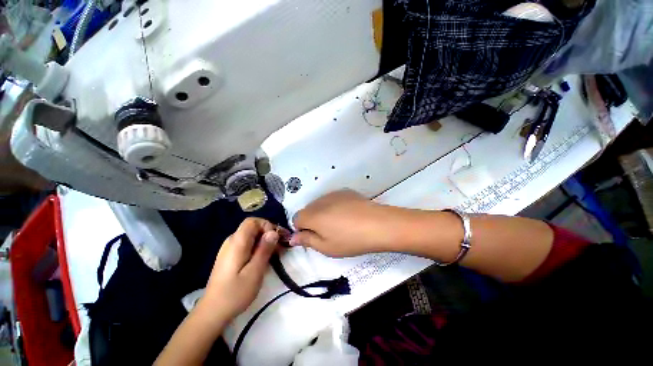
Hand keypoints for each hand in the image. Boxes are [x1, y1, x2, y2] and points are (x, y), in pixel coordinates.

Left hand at [201, 218, 279, 321]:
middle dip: (268, 234)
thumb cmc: (235, 293)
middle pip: (253, 228)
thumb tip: (274, 232)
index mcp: (237, 242)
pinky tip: (263, 260)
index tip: (276, 238)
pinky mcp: (230, 256)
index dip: (266, 225)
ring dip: (264, 242)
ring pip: (251, 236)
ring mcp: (229, 248)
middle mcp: (232, 241)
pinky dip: (257, 248)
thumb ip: (264, 250)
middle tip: (279, 248)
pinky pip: (247, 244)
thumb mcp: (255, 272)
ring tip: (274, 255)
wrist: (212, 312)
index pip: (252, 221)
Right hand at [291, 190, 405, 256]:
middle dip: (312, 220)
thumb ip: (307, 240)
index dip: (301, 229)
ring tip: (340, 223)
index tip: (312, 237)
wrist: (378, 224)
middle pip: (307, 210)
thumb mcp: (326, 247)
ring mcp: (333, 194)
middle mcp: (319, 201)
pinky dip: (334, 206)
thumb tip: (293, 237)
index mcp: (312, 215)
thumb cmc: (350, 240)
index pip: (296, 219)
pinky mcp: (344, 191)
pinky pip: (332, 199)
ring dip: (323, 212)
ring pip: (320, 204)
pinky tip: (348, 214)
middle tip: (328, 232)